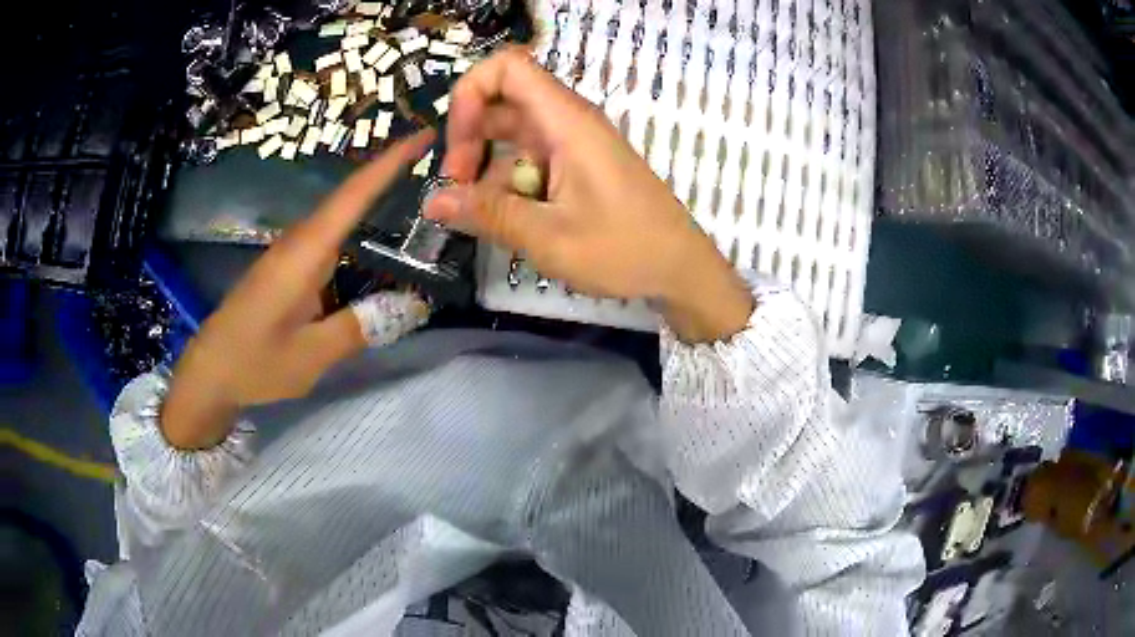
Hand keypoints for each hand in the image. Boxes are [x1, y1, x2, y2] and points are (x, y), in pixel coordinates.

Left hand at [162, 132, 434, 449]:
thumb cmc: (255, 362)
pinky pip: (330, 237)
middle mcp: (299, 241)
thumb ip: (360, 327)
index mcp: (306, 253)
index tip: (426, 134)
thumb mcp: (311, 355)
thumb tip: (413, 304)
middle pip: (351, 196)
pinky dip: (359, 229)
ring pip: (340, 216)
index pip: (354, 194)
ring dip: (377, 201)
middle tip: (439, 173)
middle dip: (393, 175)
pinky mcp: (286, 266)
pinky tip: (377, 244)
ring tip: (420, 202)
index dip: (391, 161)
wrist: (210, 371)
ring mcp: (290, 252)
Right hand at [427, 48, 751, 342]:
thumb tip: (433, 200)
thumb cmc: (624, 250)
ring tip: (481, 215)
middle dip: (469, 139)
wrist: (681, 269)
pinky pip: (531, 159)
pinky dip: (510, 183)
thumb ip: (488, 214)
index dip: (470, 94)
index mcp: (566, 121)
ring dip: (487, 168)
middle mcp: (568, 122)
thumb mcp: (548, 237)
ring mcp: (574, 144)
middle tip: (458, 189)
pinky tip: (510, 220)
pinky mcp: (579, 166)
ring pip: (512, 135)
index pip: (508, 68)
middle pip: (502, 102)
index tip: (458, 147)